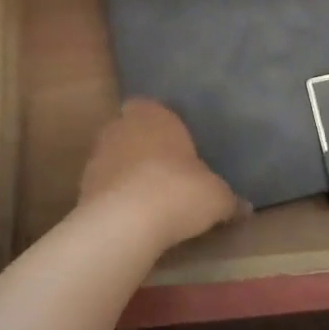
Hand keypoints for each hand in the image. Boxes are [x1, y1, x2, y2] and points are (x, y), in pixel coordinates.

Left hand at [77, 99, 245, 251]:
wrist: (125, 223)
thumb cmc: (179, 191)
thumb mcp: (217, 197)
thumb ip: (229, 199)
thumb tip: (246, 208)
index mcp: (155, 114)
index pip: (154, 106)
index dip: (164, 125)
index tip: (178, 147)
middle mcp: (122, 126)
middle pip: (132, 130)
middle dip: (145, 147)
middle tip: (167, 172)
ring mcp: (98, 155)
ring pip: (115, 157)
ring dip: (127, 172)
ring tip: (149, 199)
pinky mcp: (82, 186)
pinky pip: (104, 186)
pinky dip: (115, 197)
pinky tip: (132, 217)